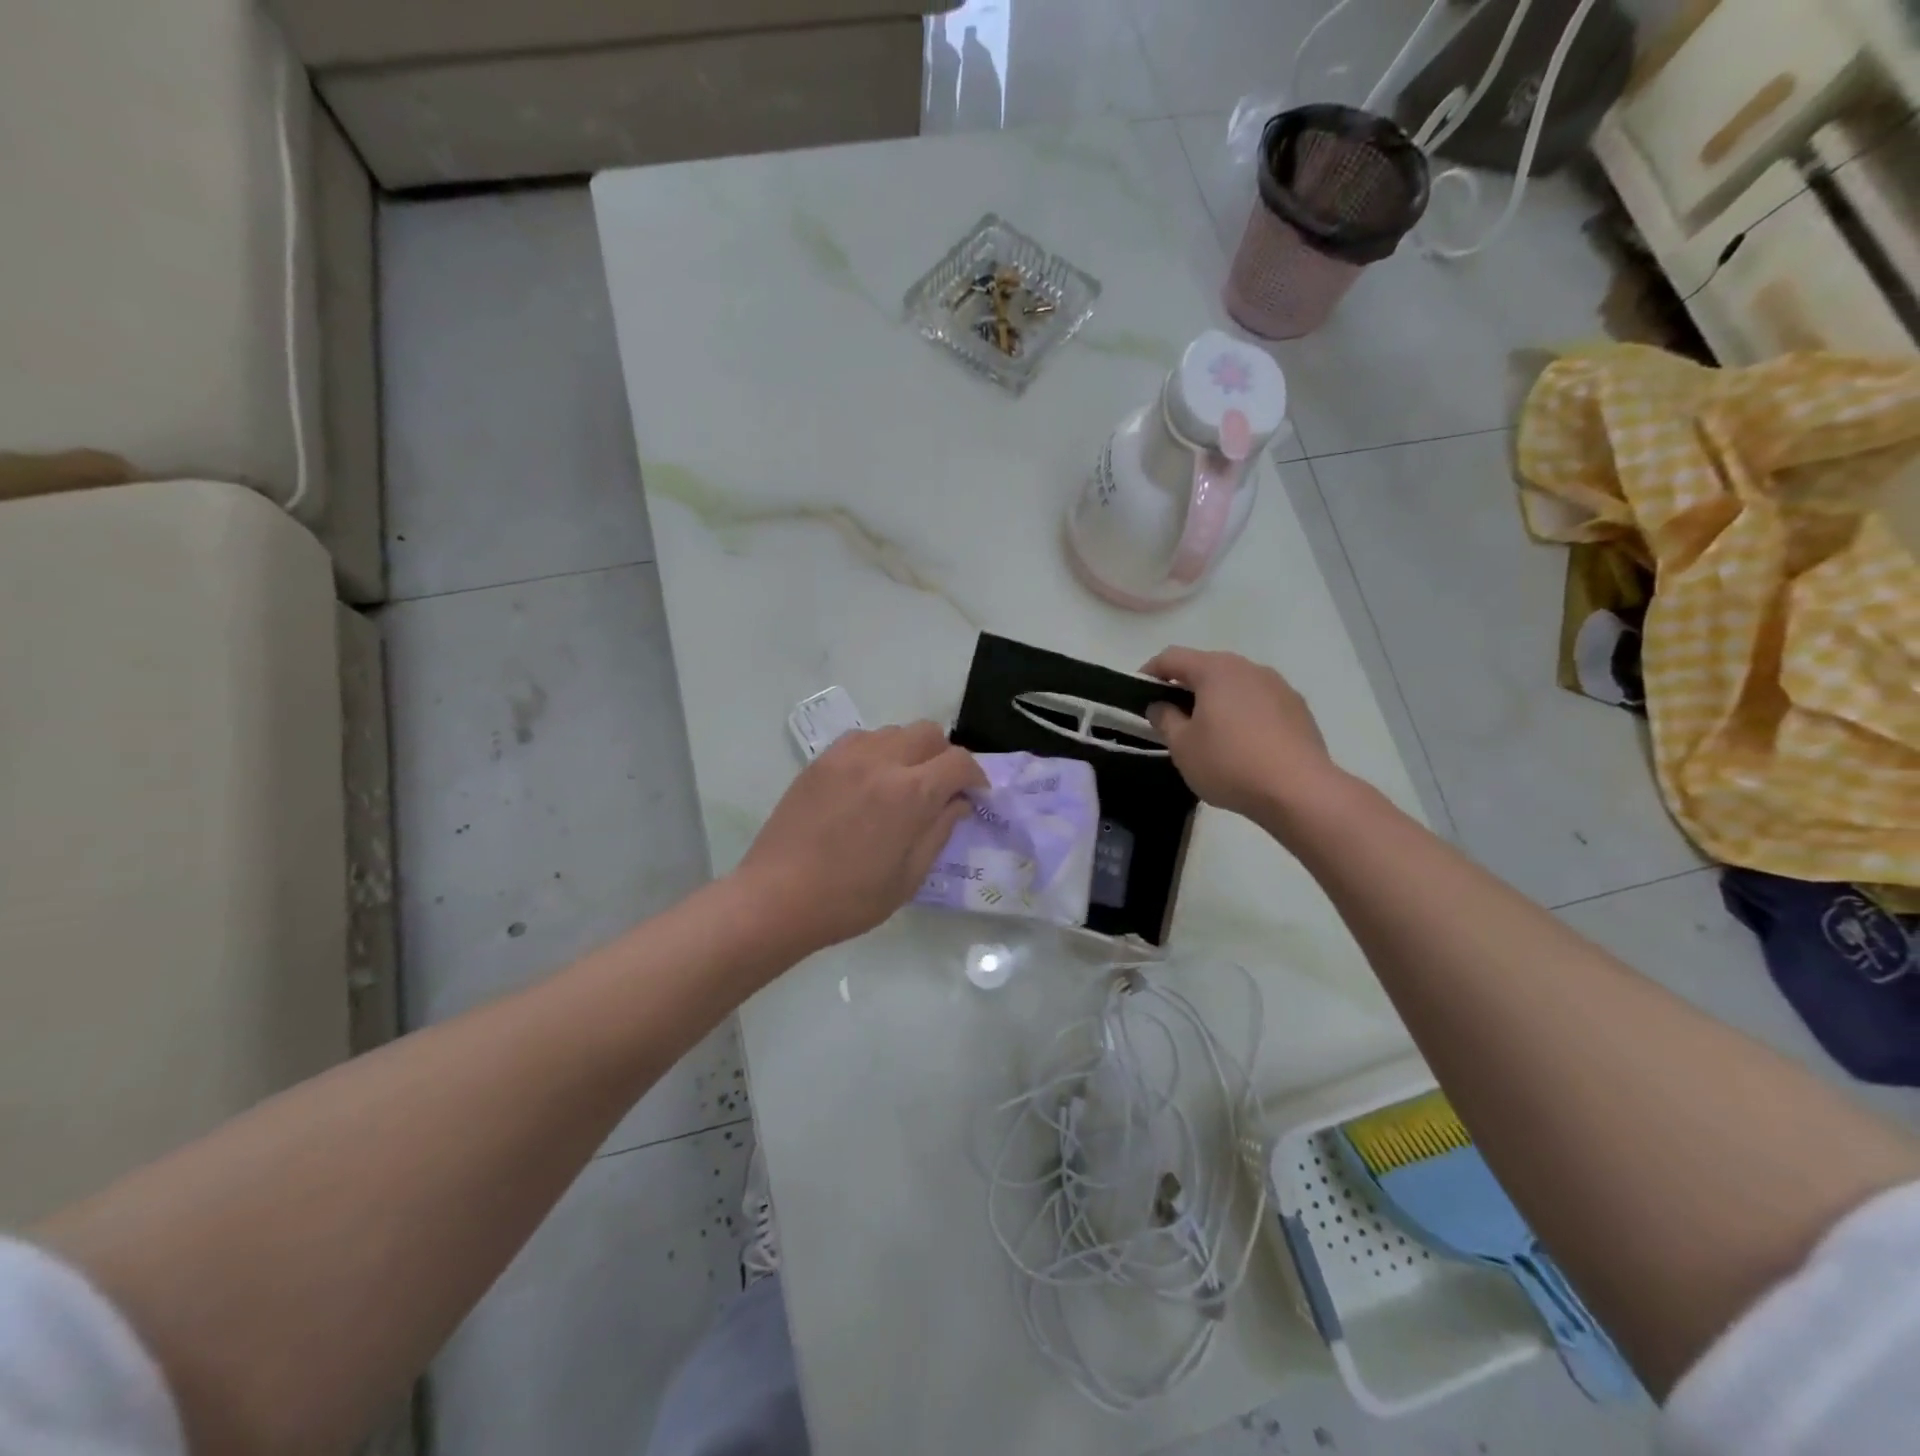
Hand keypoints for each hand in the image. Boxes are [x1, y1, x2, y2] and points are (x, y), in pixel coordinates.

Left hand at [733, 722, 986, 957]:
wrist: (777, 897)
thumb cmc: (850, 899)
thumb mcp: (908, 876)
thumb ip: (939, 831)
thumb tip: (958, 803)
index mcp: (910, 793)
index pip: (959, 762)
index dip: (976, 776)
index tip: (976, 795)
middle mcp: (882, 761)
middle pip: (929, 733)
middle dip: (945, 756)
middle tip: (942, 788)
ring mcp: (847, 756)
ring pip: (895, 731)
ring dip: (911, 751)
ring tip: (903, 784)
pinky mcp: (821, 761)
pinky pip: (862, 739)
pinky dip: (878, 752)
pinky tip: (869, 782)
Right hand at [1141, 647, 1342, 828]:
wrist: (1298, 790)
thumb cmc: (1229, 763)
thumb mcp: (1182, 746)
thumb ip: (1165, 719)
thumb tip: (1161, 706)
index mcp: (1216, 670)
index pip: (1172, 657)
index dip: (1150, 672)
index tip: (1138, 693)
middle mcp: (1249, 668)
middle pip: (1207, 668)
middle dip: (1184, 687)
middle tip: (1170, 716)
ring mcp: (1278, 686)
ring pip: (1235, 685)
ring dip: (1216, 700)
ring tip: (1207, 732)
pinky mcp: (1298, 709)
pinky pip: (1259, 702)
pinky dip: (1242, 714)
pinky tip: (1241, 744)